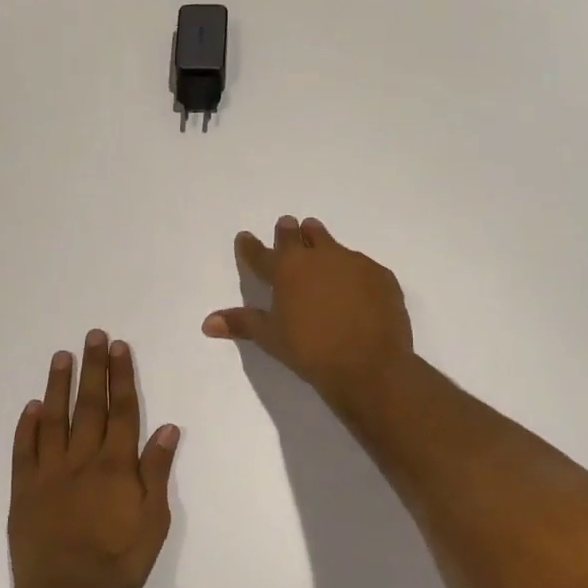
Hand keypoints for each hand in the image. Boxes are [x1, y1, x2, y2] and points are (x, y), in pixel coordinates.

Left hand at [9, 330, 179, 587]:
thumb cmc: (116, 565)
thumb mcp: (153, 524)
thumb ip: (156, 474)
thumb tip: (166, 428)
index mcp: (115, 467)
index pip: (121, 412)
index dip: (121, 378)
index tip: (119, 348)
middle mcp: (82, 460)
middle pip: (89, 406)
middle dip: (93, 369)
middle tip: (93, 336)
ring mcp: (49, 473)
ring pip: (55, 419)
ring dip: (58, 386)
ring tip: (61, 356)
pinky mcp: (24, 490)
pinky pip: (24, 450)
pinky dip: (27, 426)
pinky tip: (32, 406)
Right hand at [202, 215, 413, 407]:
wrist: (369, 364)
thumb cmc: (310, 351)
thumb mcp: (271, 338)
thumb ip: (242, 324)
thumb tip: (207, 323)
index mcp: (286, 270)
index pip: (261, 254)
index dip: (250, 246)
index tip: (244, 237)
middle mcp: (318, 257)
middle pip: (298, 237)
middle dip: (288, 231)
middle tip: (286, 223)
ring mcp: (353, 263)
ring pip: (331, 244)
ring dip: (320, 240)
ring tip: (316, 234)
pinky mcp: (380, 275)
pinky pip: (360, 265)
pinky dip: (351, 269)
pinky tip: (353, 281)